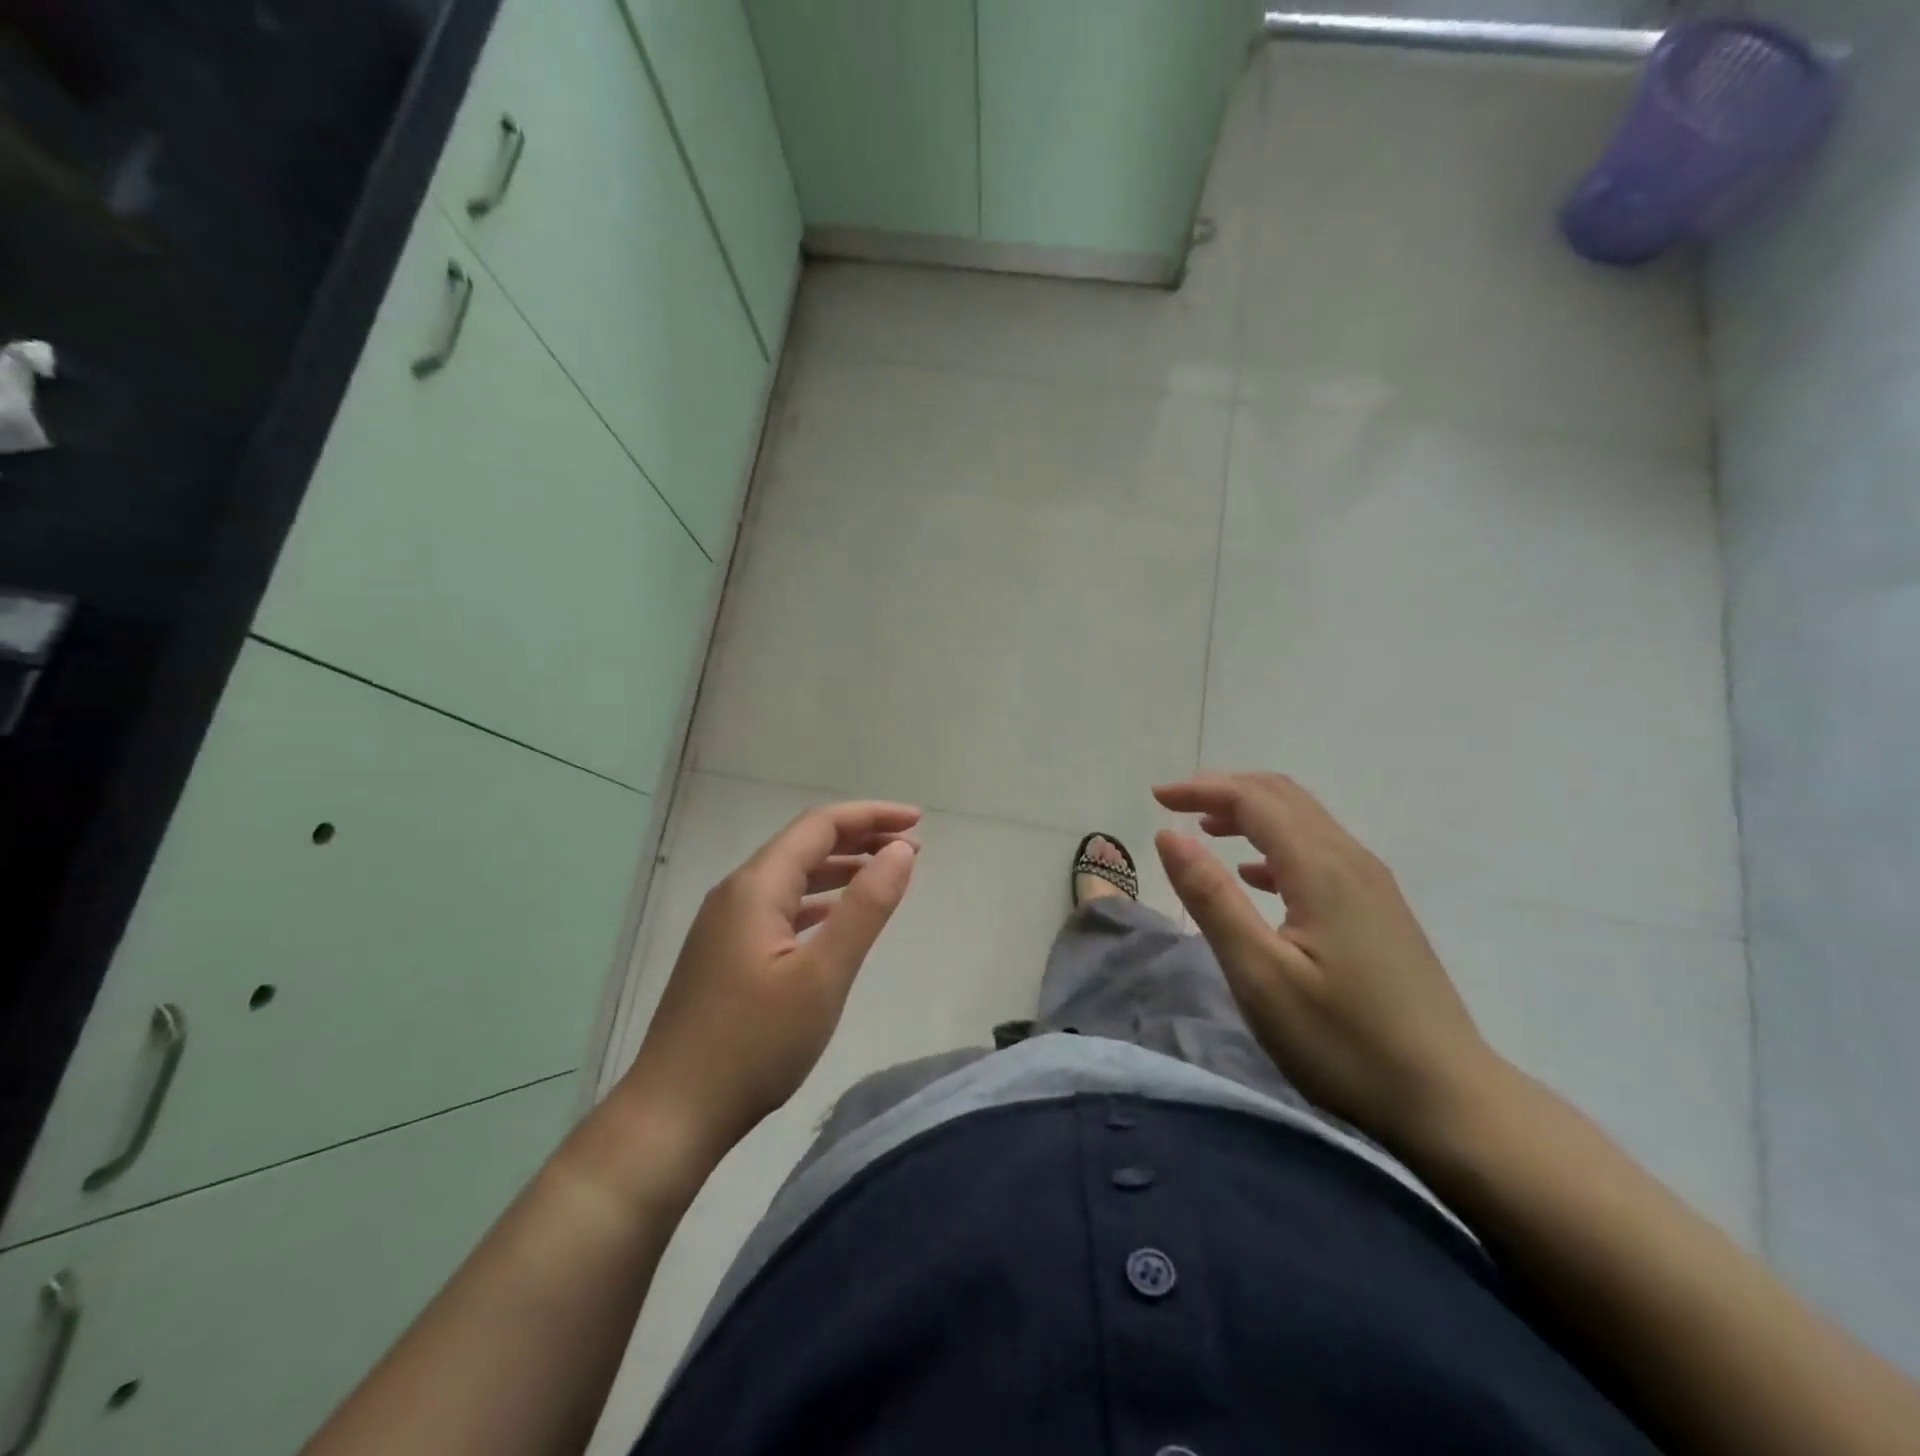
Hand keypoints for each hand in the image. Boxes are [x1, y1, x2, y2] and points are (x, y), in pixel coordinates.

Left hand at [619, 801, 920, 1164]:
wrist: (673, 1114)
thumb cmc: (753, 1044)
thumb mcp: (822, 975)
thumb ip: (865, 908)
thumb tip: (901, 851)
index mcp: (756, 887)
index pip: (820, 826)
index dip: (871, 816)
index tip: (918, 821)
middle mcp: (737, 893)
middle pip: (805, 845)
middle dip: (860, 838)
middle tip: (910, 846)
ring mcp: (726, 924)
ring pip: (792, 877)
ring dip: (840, 869)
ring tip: (885, 872)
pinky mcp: (725, 953)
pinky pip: (780, 907)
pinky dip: (817, 901)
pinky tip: (836, 917)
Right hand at [1153, 772, 1505, 1150]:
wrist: (1451, 1102)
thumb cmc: (1344, 1042)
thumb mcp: (1260, 974)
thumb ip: (1211, 898)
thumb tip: (1169, 834)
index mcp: (1321, 869)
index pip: (1253, 799)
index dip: (1201, 788)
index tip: (1155, 797)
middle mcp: (1351, 861)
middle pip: (1282, 796)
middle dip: (1224, 790)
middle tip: (1175, 804)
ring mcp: (1373, 885)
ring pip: (1304, 821)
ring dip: (1250, 814)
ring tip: (1205, 831)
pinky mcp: (1380, 911)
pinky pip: (1320, 852)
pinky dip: (1276, 846)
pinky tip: (1255, 878)